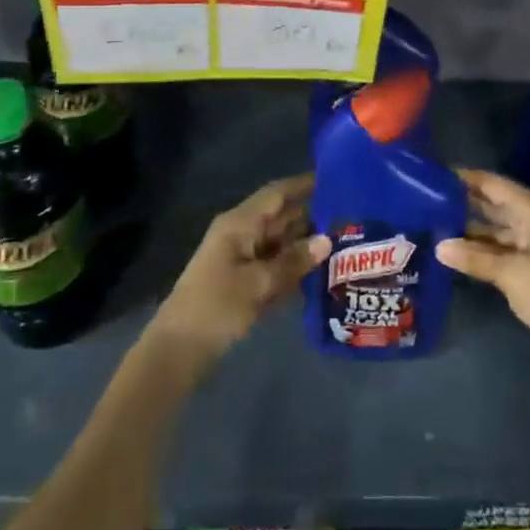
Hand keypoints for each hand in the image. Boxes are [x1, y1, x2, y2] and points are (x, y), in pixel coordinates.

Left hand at [152, 175, 327, 364]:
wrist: (178, 349)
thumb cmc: (216, 307)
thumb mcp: (258, 284)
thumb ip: (293, 261)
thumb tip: (327, 240)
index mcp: (240, 223)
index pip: (276, 194)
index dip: (304, 185)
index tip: (336, 179)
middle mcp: (241, 233)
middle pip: (281, 217)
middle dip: (312, 216)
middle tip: (350, 217)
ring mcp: (241, 258)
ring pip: (280, 242)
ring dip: (306, 243)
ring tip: (344, 243)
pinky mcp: (243, 280)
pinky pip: (274, 264)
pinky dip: (294, 266)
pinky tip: (321, 272)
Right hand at [439, 170, 529, 362]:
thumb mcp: (511, 275)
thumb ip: (474, 258)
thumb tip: (439, 246)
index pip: (491, 183)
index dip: (463, 178)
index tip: (432, 176)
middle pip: (493, 203)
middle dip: (463, 203)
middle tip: (425, 202)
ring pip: (498, 228)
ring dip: (471, 229)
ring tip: (434, 226)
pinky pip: (505, 247)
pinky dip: (485, 249)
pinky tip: (459, 253)